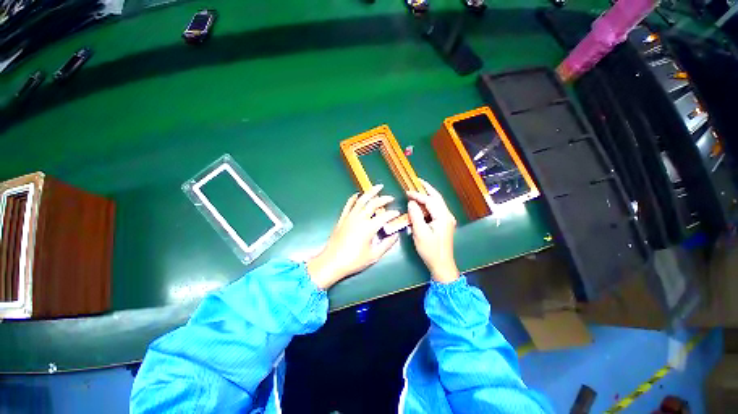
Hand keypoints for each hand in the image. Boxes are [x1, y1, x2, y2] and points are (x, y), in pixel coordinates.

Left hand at [306, 185, 400, 288]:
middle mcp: (360, 218)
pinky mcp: (343, 218)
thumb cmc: (353, 260)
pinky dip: (354, 197)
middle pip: (374, 203)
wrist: (331, 262)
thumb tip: (395, 235)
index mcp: (369, 227)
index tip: (398, 214)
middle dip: (384, 198)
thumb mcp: (374, 255)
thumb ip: (387, 244)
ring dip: (371, 192)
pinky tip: (358, 194)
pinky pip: (349, 204)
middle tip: (391, 197)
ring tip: (378, 187)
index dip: (393, 214)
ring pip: (362, 200)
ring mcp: (350, 216)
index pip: (385, 216)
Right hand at [407, 179, 459, 283]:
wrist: (442, 264)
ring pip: (437, 203)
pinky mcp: (444, 224)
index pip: (429, 200)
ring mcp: (447, 220)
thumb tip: (411, 203)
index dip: (418, 195)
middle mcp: (447, 215)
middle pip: (437, 198)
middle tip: (418, 181)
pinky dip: (429, 205)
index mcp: (443, 216)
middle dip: (427, 188)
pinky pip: (436, 210)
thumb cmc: (430, 250)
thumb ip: (415, 216)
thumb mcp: (420, 233)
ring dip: (428, 196)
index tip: (407, 192)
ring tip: (418, 190)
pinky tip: (422, 204)